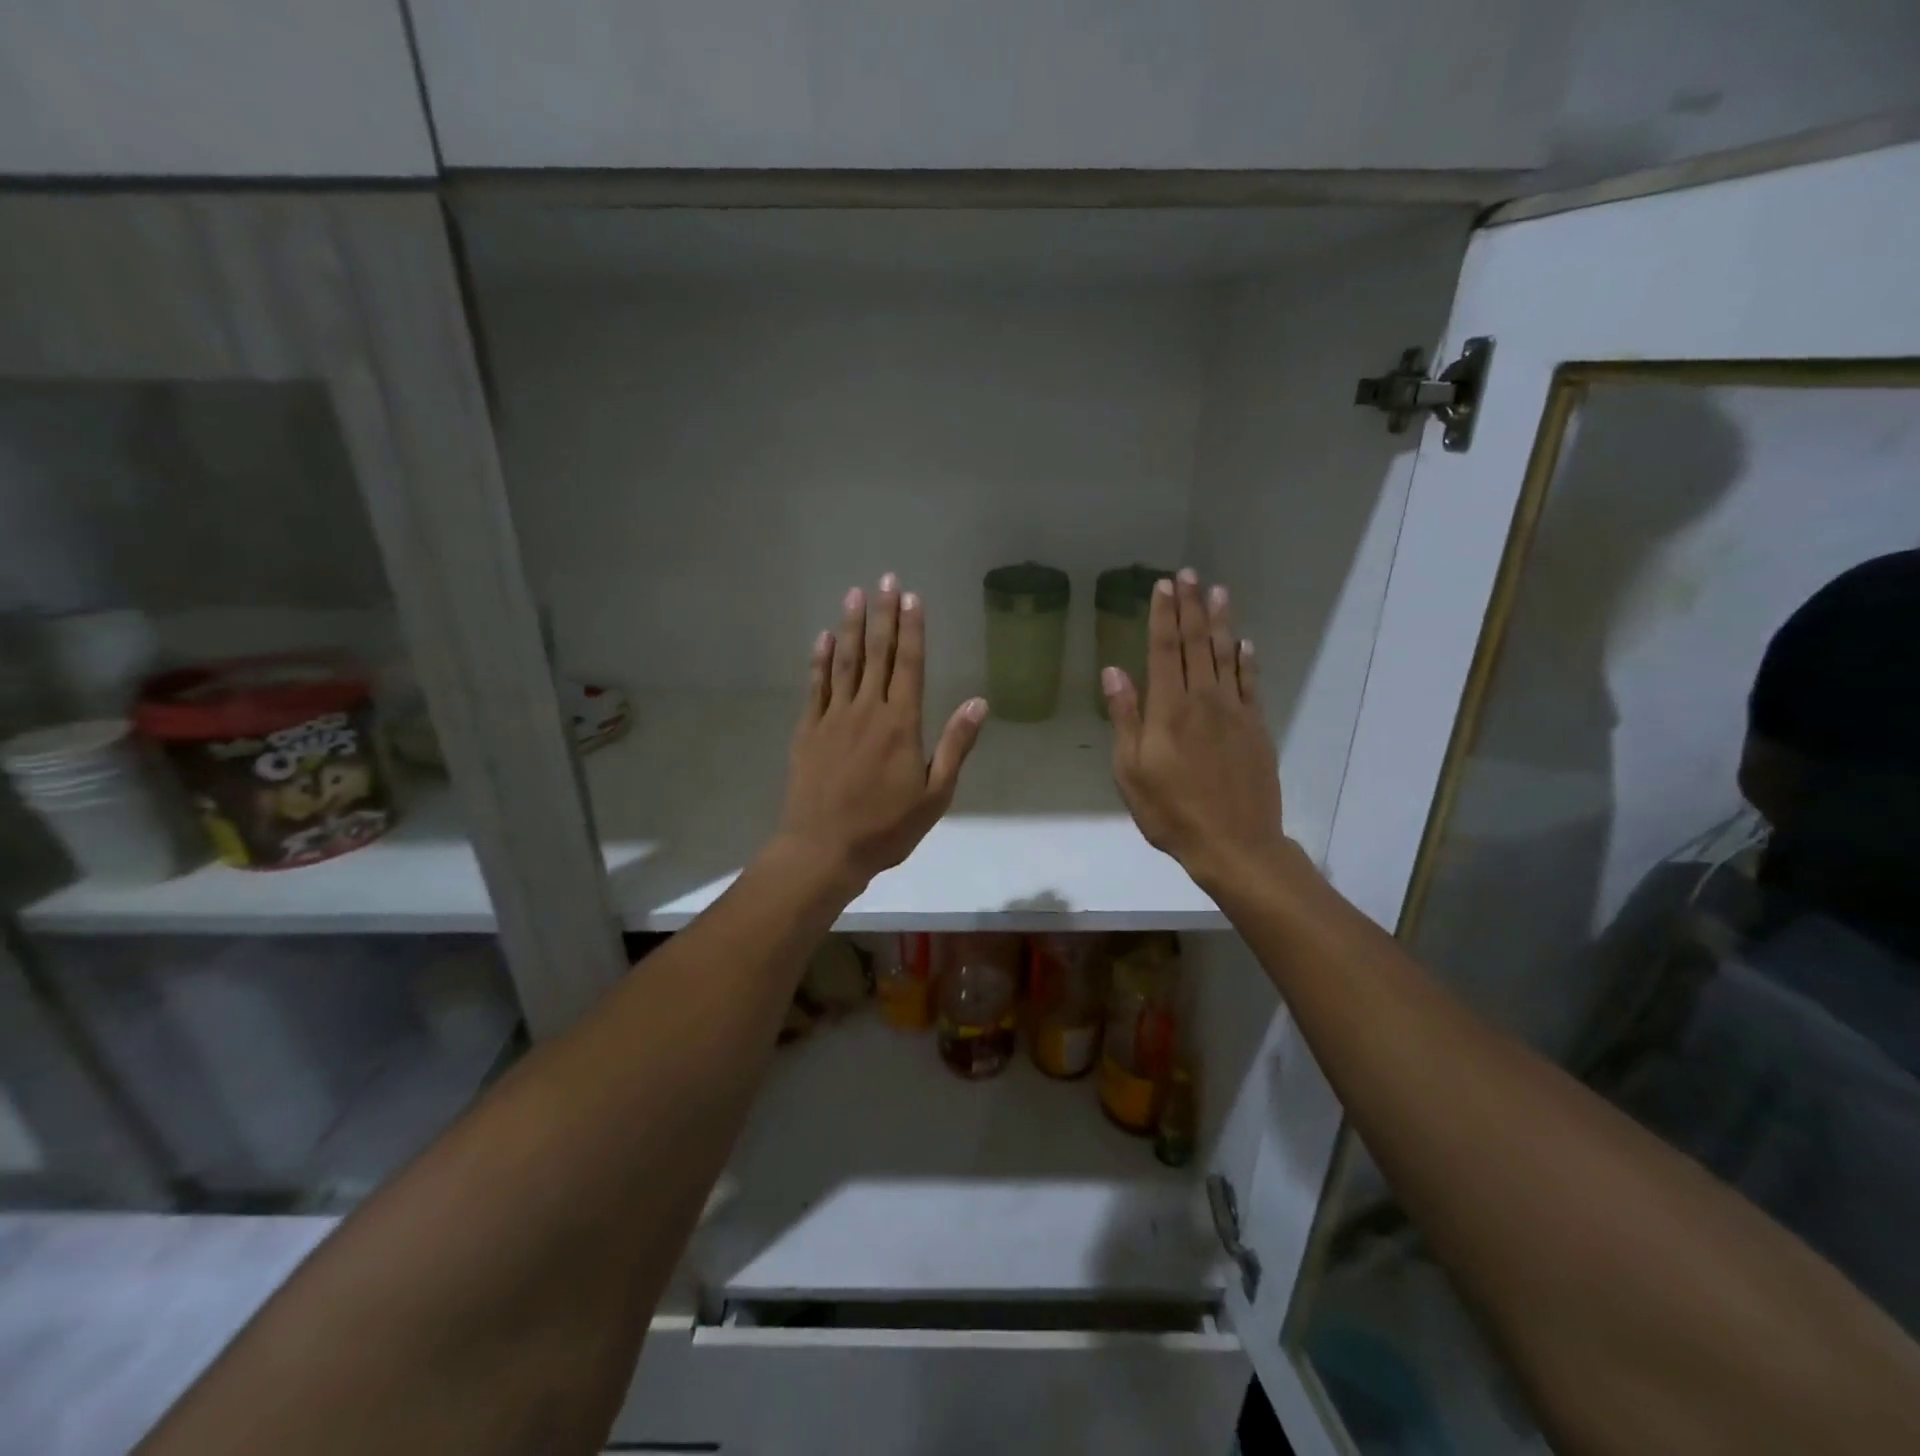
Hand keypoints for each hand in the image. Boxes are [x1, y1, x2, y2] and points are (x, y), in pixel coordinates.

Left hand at [777, 575, 988, 892]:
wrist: (823, 850)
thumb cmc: (886, 828)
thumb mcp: (935, 795)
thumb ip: (955, 745)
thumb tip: (978, 702)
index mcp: (901, 724)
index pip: (909, 665)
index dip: (912, 629)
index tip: (913, 597)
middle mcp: (867, 711)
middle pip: (877, 654)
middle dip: (884, 614)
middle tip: (887, 579)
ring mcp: (833, 718)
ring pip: (845, 662)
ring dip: (852, 626)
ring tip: (855, 594)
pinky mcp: (808, 730)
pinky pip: (815, 686)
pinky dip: (820, 659)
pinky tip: (824, 637)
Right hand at [1104, 568, 1288, 893]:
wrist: (1234, 844)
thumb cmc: (1171, 811)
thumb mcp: (1131, 771)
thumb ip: (1125, 718)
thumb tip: (1114, 671)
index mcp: (1169, 709)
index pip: (1165, 650)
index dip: (1163, 616)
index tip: (1162, 586)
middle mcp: (1204, 700)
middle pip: (1197, 644)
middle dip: (1190, 607)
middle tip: (1188, 574)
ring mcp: (1235, 712)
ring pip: (1227, 656)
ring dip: (1220, 622)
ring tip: (1217, 591)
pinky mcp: (1256, 728)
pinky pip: (1252, 684)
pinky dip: (1247, 660)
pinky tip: (1245, 643)